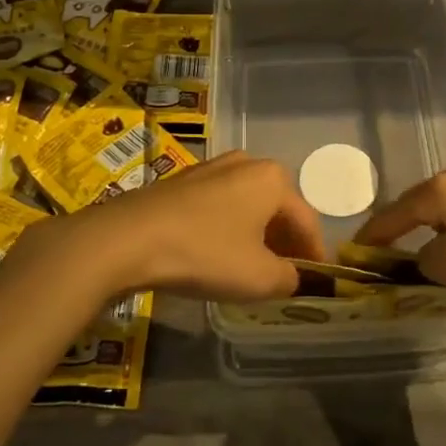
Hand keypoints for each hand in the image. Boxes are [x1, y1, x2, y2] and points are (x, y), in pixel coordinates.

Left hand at [12, 151, 324, 303]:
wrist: (128, 239)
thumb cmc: (205, 253)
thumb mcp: (259, 278)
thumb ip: (288, 278)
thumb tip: (292, 276)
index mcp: (273, 179)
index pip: (306, 221)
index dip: (315, 255)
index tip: (318, 282)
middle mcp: (246, 163)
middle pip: (277, 209)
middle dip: (284, 242)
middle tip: (286, 276)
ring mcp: (211, 168)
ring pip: (247, 206)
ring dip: (255, 235)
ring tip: (253, 268)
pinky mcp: (182, 181)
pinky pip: (219, 206)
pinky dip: (228, 228)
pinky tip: (218, 253)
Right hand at [355, 155, 445, 305]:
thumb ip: (426, 261)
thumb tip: (424, 257)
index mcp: (444, 187)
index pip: (394, 212)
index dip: (373, 235)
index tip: (355, 252)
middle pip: (424, 201)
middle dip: (409, 227)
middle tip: (399, 255)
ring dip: (443, 223)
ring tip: (441, 248)